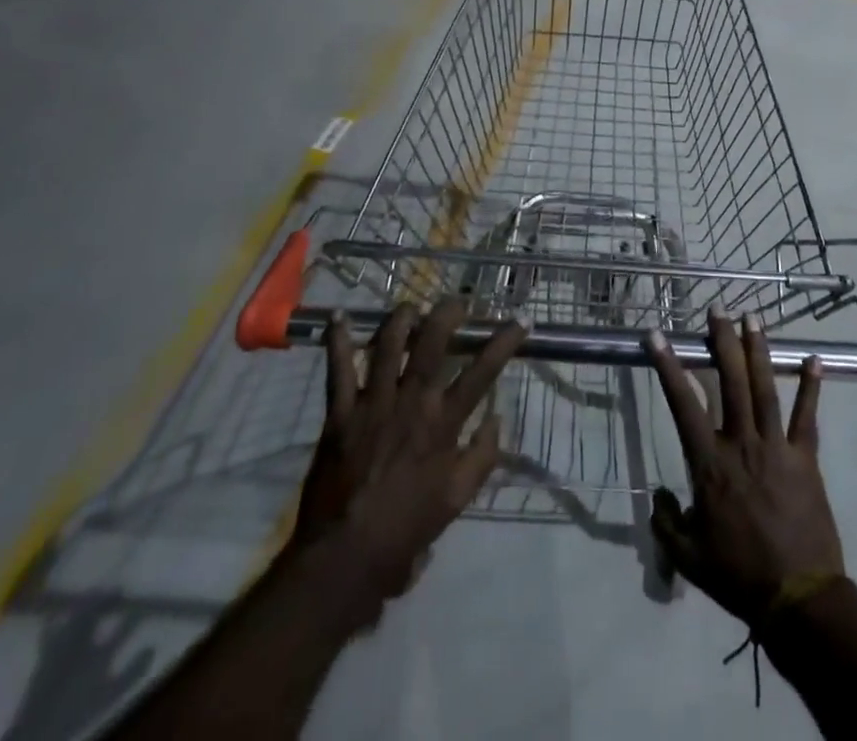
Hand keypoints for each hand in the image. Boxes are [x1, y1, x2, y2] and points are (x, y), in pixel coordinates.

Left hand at [285, 300, 525, 621]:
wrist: (345, 556)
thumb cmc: (406, 529)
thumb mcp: (458, 500)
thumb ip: (482, 456)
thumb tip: (498, 417)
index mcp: (443, 424)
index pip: (482, 373)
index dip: (503, 343)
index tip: (520, 322)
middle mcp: (411, 404)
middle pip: (432, 344)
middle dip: (447, 315)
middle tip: (457, 301)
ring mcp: (373, 404)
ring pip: (388, 346)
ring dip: (400, 319)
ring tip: (410, 306)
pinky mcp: (340, 414)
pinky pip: (338, 370)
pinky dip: (336, 342)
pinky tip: (336, 318)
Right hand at [644, 310, 843, 623]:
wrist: (798, 599)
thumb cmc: (737, 575)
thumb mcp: (687, 556)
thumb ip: (666, 522)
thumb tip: (658, 495)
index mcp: (709, 462)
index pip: (682, 403)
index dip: (668, 366)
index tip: (657, 335)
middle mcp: (741, 443)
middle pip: (730, 381)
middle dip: (722, 341)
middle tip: (717, 310)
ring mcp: (776, 447)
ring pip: (765, 388)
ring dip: (759, 350)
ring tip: (753, 319)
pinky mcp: (805, 458)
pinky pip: (807, 417)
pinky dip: (811, 387)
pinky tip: (814, 360)